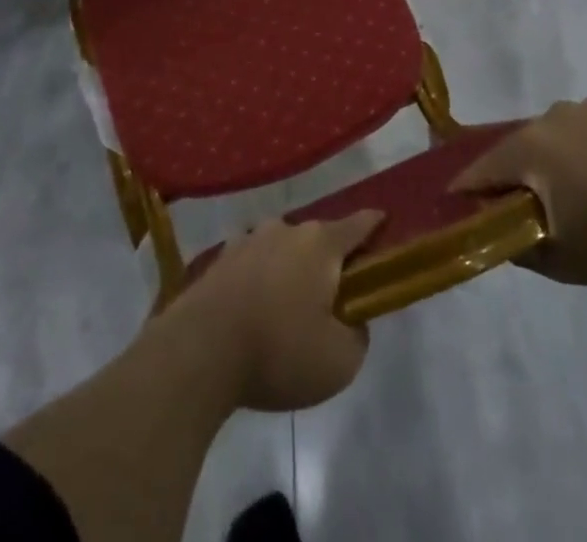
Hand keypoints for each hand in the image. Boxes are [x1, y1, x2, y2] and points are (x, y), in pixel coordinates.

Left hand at [158, 212, 382, 412]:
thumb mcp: (340, 361)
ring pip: (283, 250)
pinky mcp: (221, 259)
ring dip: (291, 271)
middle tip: (335, 297)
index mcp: (321, 244)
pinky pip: (254, 264)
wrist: (199, 350)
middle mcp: (285, 229)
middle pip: (319, 239)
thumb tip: (350, 319)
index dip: (376, 226)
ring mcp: (248, 240)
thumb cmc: (279, 351)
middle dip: (330, 262)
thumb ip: (357, 335)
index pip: (359, 224)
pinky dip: (262, 281)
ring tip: (290, 310)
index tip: (386, 226)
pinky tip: (256, 312)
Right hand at [451, 97, 586, 290]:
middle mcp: (553, 117)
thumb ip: (520, 246)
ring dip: (565, 154)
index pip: (485, 168)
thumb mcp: (561, 260)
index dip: (471, 188)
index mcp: (530, 147)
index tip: (462, 202)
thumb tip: (498, 234)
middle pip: (525, 146)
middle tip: (537, 204)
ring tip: (586, 186)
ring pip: (563, 132)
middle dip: (525, 172)